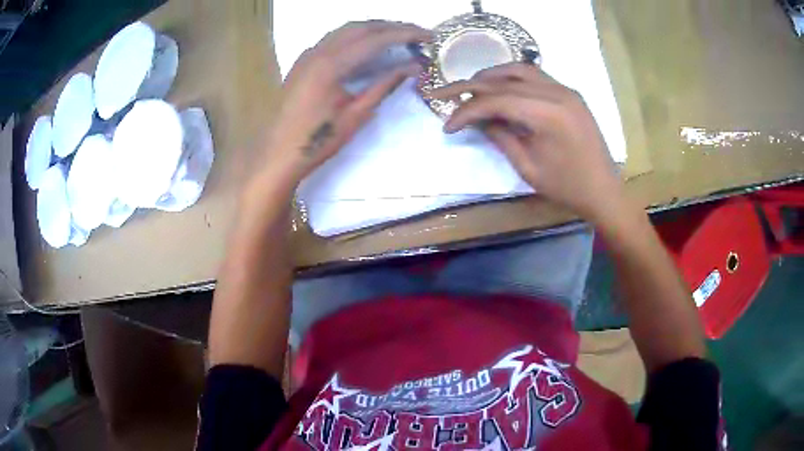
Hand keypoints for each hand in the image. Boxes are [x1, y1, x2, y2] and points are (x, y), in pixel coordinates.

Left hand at [265, 21, 431, 182]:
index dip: (405, 34)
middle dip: (392, 26)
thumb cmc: (316, 140)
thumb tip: (413, 67)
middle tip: (417, 33)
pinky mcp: (303, 61)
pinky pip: (334, 38)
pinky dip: (356, 36)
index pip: (376, 39)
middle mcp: (318, 51)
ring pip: (346, 30)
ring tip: (398, 36)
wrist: (277, 154)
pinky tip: (368, 45)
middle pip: (361, 27)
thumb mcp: (356, 114)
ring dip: (374, 28)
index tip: (429, 35)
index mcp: (331, 64)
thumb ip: (384, 85)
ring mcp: (308, 54)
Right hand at [430, 63, 627, 225]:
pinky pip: (536, 76)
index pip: (496, 101)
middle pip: (504, 81)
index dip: (467, 110)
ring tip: (470, 87)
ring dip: (491, 76)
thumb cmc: (568, 187)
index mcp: (547, 114)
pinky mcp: (570, 94)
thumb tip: (478, 119)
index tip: (448, 125)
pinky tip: (501, 88)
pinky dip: (513, 78)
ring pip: (520, 70)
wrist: (604, 190)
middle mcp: (557, 93)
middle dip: (471, 87)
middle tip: (445, 94)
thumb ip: (501, 137)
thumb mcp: (528, 168)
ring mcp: (565, 90)